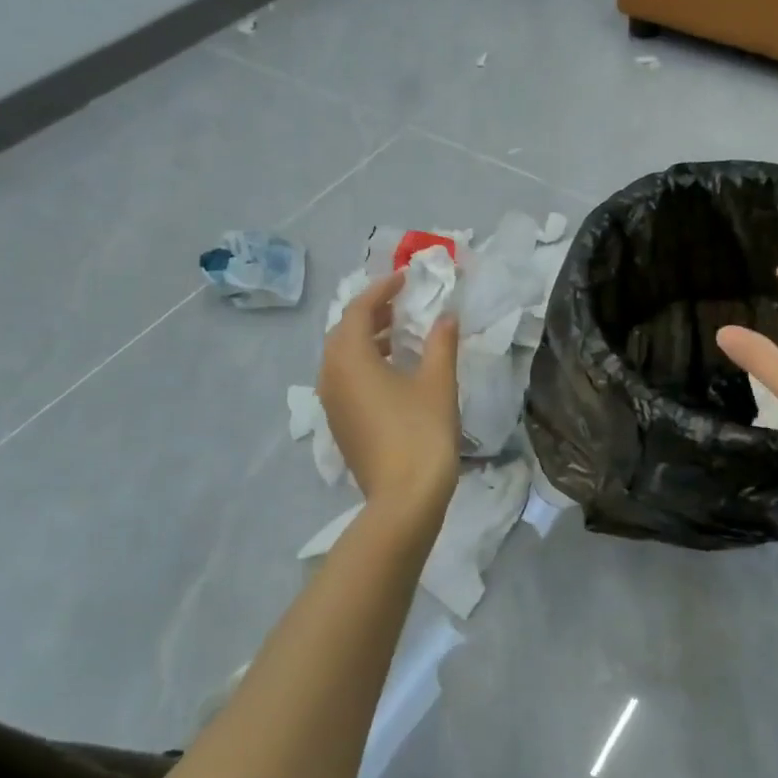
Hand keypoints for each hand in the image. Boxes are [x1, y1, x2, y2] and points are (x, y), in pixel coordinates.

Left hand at [317, 273, 459, 509]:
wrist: (404, 498)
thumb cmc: (421, 432)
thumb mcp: (437, 382)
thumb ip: (441, 343)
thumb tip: (446, 316)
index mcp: (350, 359)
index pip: (358, 310)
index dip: (381, 290)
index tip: (404, 279)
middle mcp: (331, 376)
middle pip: (343, 332)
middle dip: (371, 314)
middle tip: (401, 306)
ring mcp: (331, 403)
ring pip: (341, 358)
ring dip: (367, 340)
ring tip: (399, 336)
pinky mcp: (339, 425)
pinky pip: (344, 380)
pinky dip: (363, 365)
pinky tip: (392, 373)